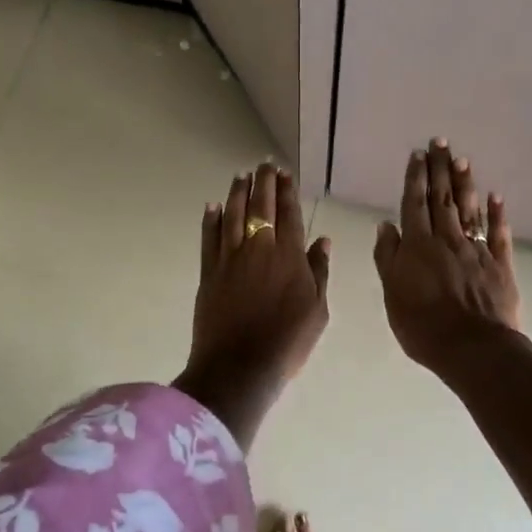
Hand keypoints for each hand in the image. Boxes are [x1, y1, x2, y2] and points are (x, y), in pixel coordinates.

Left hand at [174, 162, 330, 447]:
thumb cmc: (287, 342)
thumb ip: (319, 271)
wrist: (240, 366)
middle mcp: (259, 248)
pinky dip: (211, 219)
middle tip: (265, 165)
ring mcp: (230, 258)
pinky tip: (213, 206)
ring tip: (242, 175)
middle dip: (263, 182)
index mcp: (289, 256)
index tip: (286, 174)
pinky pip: (209, 238)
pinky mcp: (209, 272)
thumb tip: (322, 240)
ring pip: (233, 215)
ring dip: (237, 192)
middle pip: (260, 206)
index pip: (289, 214)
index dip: (287, 191)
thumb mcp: (317, 310)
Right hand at [373, 140, 521, 375]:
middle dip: (439, 169)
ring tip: (462, 159)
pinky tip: (495, 196)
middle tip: (440, 141)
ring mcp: (476, 250)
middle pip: (442, 198)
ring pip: (468, 210)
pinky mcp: (500, 265)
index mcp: (418, 246)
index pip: (414, 204)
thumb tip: (385, 225)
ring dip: (465, 183)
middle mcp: (447, 239)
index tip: (418, 154)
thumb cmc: (423, 326)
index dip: (415, 178)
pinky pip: (498, 234)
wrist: (473, 348)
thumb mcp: (392, 293)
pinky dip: (496, 214)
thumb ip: (388, 257)